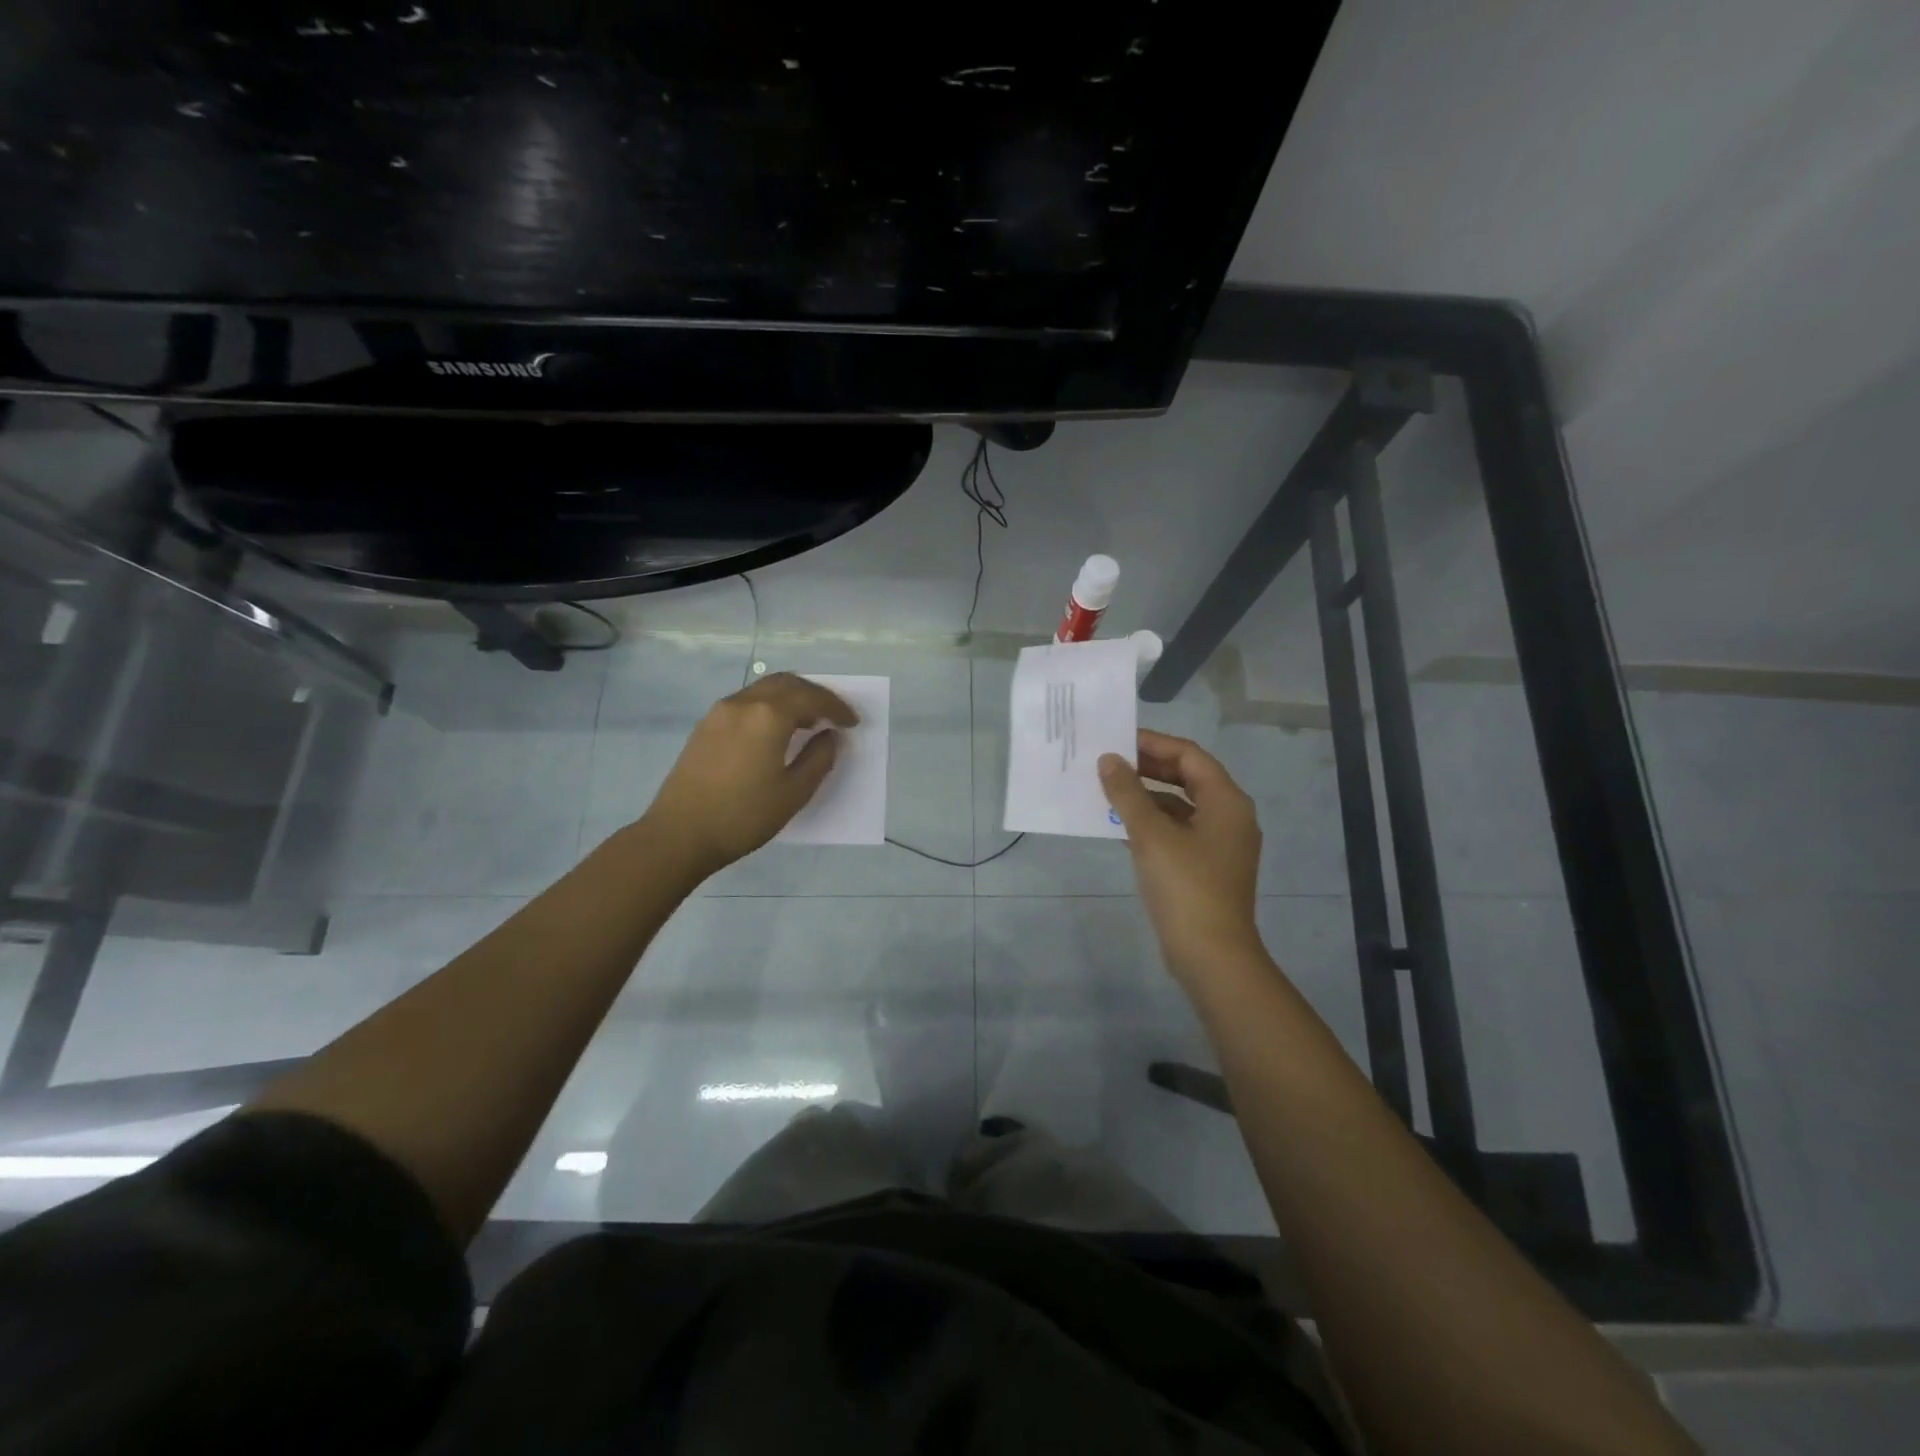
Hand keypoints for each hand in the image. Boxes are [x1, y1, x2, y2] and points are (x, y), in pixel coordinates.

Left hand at [639, 673, 857, 879]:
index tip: (852, 723)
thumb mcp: (793, 793)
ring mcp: (720, 712)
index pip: (811, 698)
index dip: (836, 707)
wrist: (679, 834)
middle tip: (833, 715)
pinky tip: (776, 731)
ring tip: (808, 722)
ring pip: (764, 689)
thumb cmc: (743, 816)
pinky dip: (769, 706)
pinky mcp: (706, 726)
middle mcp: (743, 703)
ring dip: (791, 698)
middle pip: (787, 683)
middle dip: (814, 695)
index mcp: (768, 716)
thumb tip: (829, 736)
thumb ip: (818, 759)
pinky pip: (746, 702)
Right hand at [1099, 730, 1264, 982]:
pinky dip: (1153, 823)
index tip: (1117, 740)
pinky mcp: (1207, 868)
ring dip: (1147, 796)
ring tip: (1108, 792)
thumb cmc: (1185, 887)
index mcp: (1227, 801)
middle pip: (1188, 778)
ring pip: (1181, 806)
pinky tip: (1121, 827)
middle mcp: (1230, 817)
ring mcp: (1220, 845)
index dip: (1154, 743)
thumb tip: (1108, 760)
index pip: (1190, 755)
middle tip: (1110, 762)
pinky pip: (1178, 831)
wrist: (1211, 955)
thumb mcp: (1151, 835)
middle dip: (1149, 768)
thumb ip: (1128, 793)